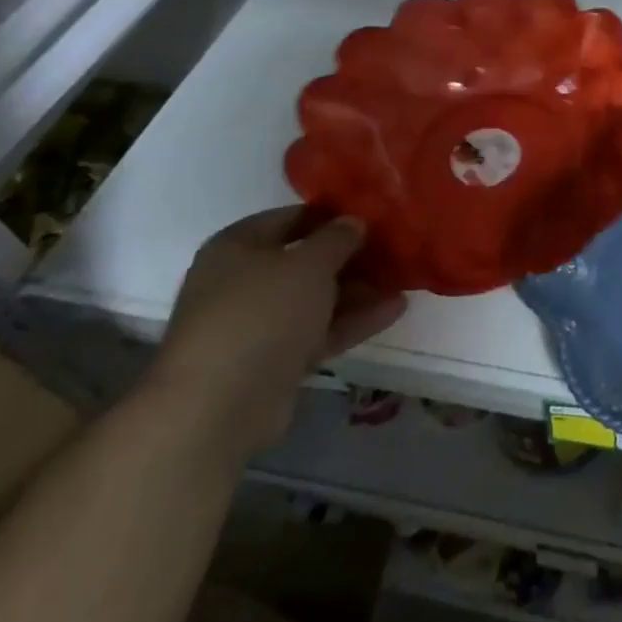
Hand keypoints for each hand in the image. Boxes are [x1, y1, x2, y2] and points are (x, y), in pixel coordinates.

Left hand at [147, 207, 406, 459]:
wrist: (218, 406)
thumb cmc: (261, 313)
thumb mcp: (309, 263)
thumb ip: (337, 238)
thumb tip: (353, 222)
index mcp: (237, 247)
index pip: (290, 218)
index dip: (331, 215)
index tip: (372, 215)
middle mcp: (242, 282)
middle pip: (304, 261)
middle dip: (350, 257)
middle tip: (394, 249)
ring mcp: (257, 325)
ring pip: (315, 299)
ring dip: (357, 291)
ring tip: (403, 280)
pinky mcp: (274, 362)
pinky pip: (318, 332)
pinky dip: (352, 321)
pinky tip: (395, 309)